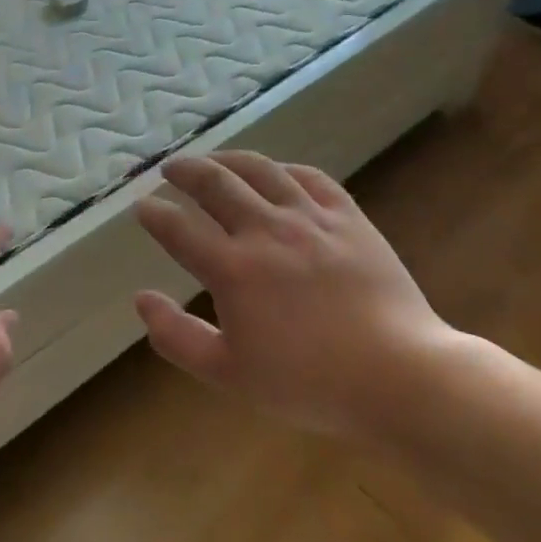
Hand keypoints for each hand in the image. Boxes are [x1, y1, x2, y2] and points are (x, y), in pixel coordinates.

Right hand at [133, 152, 459, 438]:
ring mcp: (310, 219)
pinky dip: (283, 169)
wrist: (399, 376)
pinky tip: (276, 172)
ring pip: (260, 170)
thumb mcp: (229, 373)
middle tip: (170, 169)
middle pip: (215, 184)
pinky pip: (310, 177)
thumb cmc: (308, 383)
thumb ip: (177, 336)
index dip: (154, 214)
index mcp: (232, 269)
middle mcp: (266, 231)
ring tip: (213, 158)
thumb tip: (142, 299)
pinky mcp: (348, 218)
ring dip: (228, 159)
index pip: (178, 229)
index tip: (141, 207)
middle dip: (184, 172)